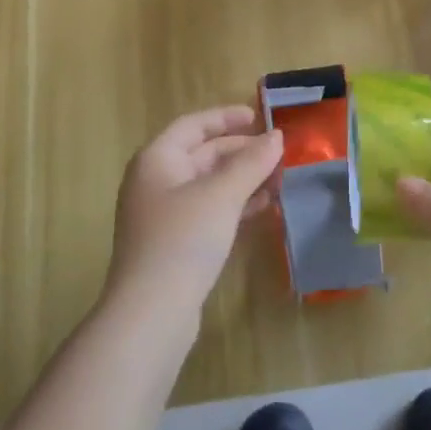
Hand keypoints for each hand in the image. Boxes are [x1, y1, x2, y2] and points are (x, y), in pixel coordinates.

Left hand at [107, 106, 283, 322]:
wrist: (151, 312)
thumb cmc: (183, 240)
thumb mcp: (221, 195)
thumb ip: (251, 163)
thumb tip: (276, 137)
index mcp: (157, 159)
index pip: (194, 125)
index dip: (226, 117)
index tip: (260, 117)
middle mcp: (155, 181)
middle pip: (202, 154)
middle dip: (241, 152)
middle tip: (279, 153)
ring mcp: (163, 214)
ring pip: (207, 184)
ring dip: (241, 179)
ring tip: (278, 179)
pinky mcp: (173, 243)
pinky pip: (207, 211)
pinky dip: (233, 205)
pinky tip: (261, 208)